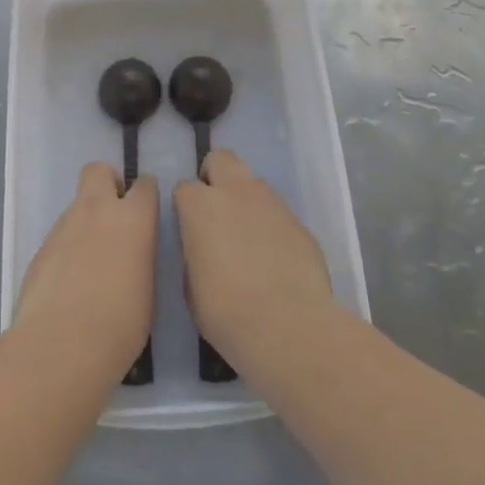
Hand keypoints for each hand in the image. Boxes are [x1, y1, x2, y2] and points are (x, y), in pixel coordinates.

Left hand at [13, 162, 157, 388]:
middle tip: (115, 218)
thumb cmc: (120, 324)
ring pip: (77, 206)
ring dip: (86, 223)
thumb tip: (132, 255)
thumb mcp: (148, 289)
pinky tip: (69, 284)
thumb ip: (140, 257)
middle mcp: (97, 210)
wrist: (61, 346)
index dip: (146, 196)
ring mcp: (64, 226)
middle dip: (108, 184)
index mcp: (133, 218)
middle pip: (99, 170)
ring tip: (91, 265)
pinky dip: (67, 250)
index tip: (147, 215)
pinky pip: (60, 237)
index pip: (145, 184)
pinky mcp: (40, 248)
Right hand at [174, 149, 337, 374]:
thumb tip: (204, 250)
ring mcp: (272, 202)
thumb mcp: (191, 287)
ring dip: (246, 201)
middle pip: (221, 159)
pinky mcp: (300, 222)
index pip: (184, 187)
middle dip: (216, 176)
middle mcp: (236, 191)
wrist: (287, 325)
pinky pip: (279, 214)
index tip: (188, 229)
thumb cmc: (225, 310)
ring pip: (254, 184)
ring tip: (249, 240)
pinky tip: (275, 259)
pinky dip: (273, 227)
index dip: (185, 207)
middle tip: (216, 211)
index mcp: (200, 205)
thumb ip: (195, 254)